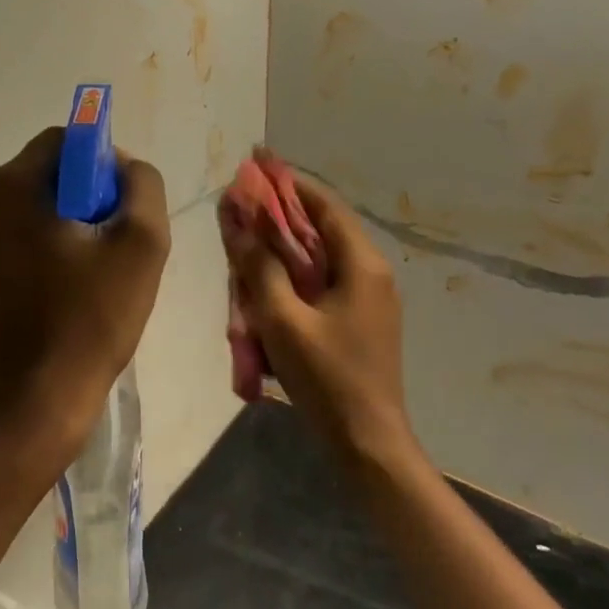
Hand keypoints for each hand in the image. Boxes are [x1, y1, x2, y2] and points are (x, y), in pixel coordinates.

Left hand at [0, 127, 170, 463]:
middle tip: (116, 240)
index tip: (123, 205)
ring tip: (100, 267)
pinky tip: (77, 282)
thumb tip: (123, 166)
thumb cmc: (92, 318)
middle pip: (52, 170)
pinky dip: (55, 242)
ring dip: (75, 220)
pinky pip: (27, 231)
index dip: (103, 162)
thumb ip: (142, 184)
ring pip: (41, 202)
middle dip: (90, 194)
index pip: (66, 140)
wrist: (39, 397)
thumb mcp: (141, 243)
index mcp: (12, 185)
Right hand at [230, 173, 410, 453]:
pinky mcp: (360, 321)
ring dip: (282, 252)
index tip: (255, 166)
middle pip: (320, 230)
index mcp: (361, 264)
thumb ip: (259, 266)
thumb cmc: (326, 377)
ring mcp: (369, 299)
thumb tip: (237, 221)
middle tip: (239, 212)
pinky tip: (265, 292)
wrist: (368, 442)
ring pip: (319, 259)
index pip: (323, 205)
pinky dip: (293, 279)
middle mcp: (371, 273)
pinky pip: (321, 285)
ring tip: (245, 250)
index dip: (288, 183)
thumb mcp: (282, 318)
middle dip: (278, 219)